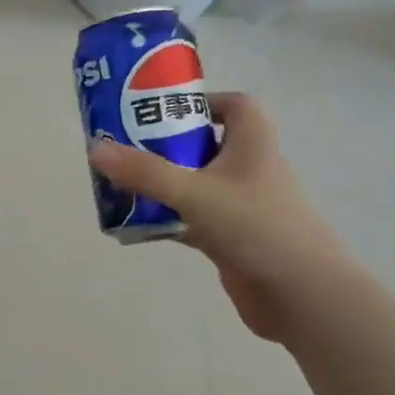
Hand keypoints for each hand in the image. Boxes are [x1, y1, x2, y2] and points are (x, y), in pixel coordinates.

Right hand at [88, 92, 347, 343]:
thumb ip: (145, 172)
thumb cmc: (255, 227)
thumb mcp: (195, 193)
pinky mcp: (232, 237)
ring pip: (195, 183)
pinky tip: (136, 224)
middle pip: (204, 143)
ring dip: (162, 184)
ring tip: (121, 184)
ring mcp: (240, 205)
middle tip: (126, 147)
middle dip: (166, 144)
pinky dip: (168, 218)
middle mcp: (248, 168)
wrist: (299, 293)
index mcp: (252, 142)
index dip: (200, 101)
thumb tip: (94, 148)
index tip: (162, 110)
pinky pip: (192, 218)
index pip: (233, 105)